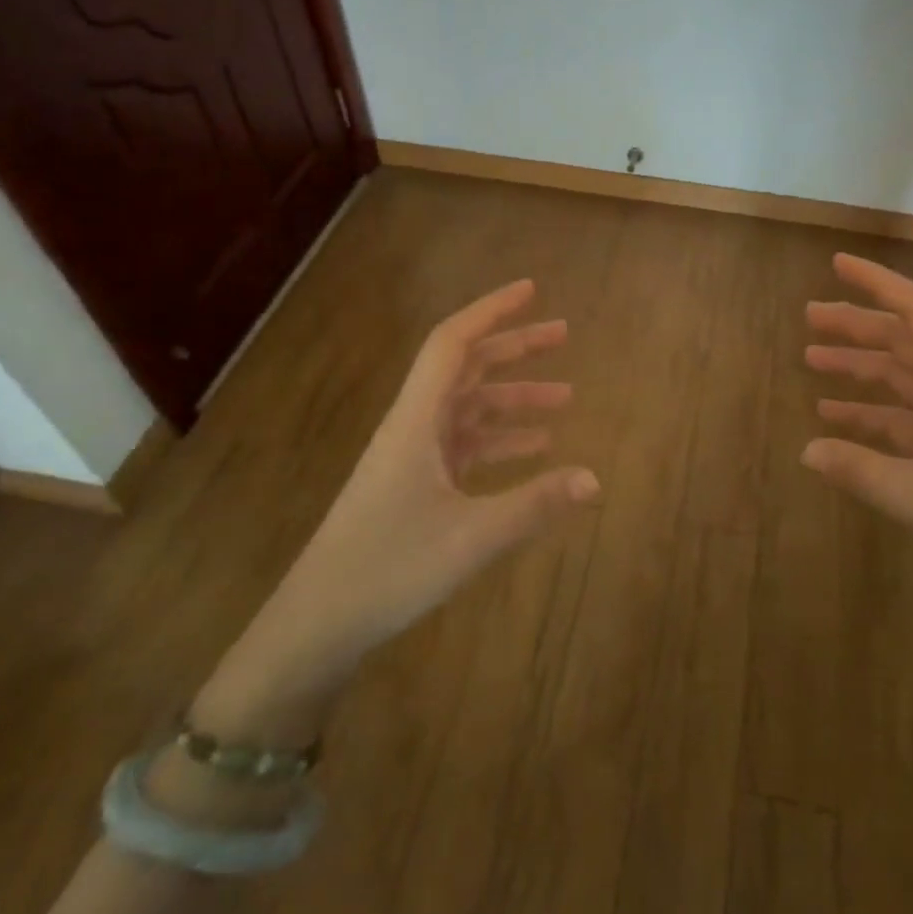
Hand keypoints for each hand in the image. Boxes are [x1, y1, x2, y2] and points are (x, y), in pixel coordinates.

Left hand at [196, 279, 598, 739]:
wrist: (317, 624)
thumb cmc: (387, 569)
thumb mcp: (470, 538)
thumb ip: (534, 504)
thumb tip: (595, 478)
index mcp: (416, 420)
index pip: (453, 343)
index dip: (491, 310)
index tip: (531, 290)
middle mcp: (414, 426)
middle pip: (467, 367)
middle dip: (515, 347)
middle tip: (563, 334)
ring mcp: (413, 455)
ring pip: (469, 407)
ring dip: (514, 397)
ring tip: (565, 397)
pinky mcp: (415, 484)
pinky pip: (466, 444)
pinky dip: (501, 439)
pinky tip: (536, 449)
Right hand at [802, 253, 912, 602]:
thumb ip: (861, 471)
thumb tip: (805, 449)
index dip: (877, 283)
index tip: (836, 264)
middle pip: (907, 340)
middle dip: (858, 324)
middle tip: (809, 316)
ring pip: (906, 377)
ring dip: (862, 366)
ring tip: (812, 359)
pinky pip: (908, 418)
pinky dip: (873, 413)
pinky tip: (837, 419)